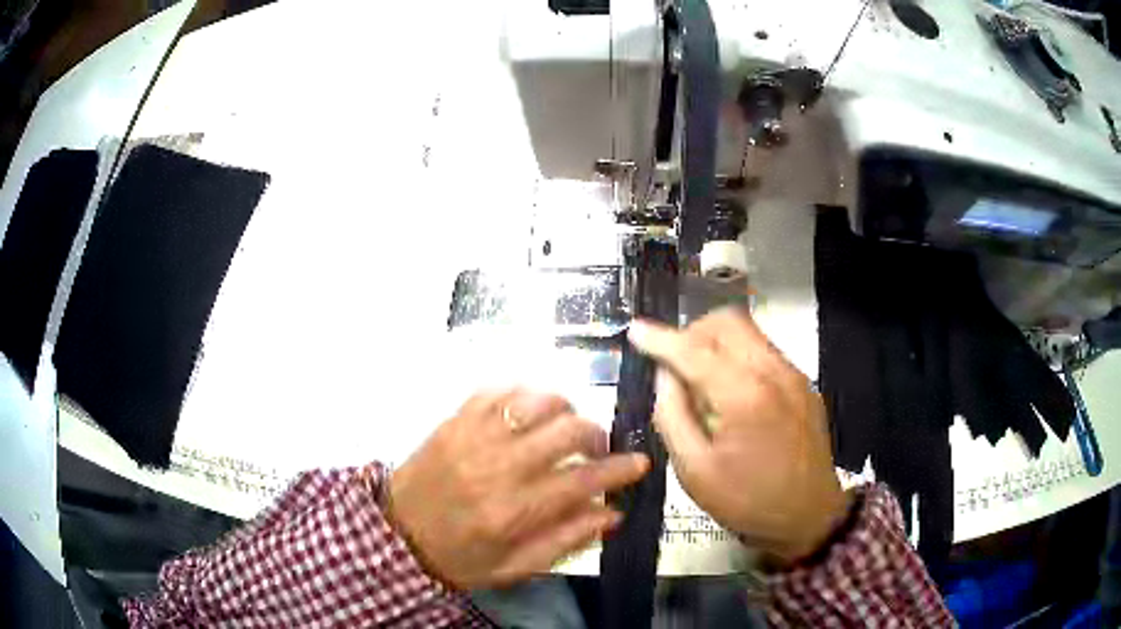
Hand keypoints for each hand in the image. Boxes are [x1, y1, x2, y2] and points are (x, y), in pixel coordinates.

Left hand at [387, 389, 649, 588]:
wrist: (397, 534)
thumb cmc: (460, 557)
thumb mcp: (516, 567)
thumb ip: (566, 540)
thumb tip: (611, 513)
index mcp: (514, 512)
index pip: (582, 481)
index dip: (619, 469)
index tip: (640, 462)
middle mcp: (497, 468)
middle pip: (566, 431)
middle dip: (596, 435)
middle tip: (598, 448)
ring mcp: (473, 437)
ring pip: (536, 401)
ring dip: (563, 410)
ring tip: (564, 427)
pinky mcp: (455, 420)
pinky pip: (499, 390)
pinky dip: (524, 396)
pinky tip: (529, 413)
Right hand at [629, 308, 849, 564]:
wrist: (809, 516)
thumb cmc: (748, 501)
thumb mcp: (694, 470)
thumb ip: (672, 415)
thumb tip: (664, 376)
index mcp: (745, 396)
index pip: (694, 350)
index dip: (660, 338)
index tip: (635, 330)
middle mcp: (774, 371)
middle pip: (728, 321)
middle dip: (693, 332)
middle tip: (674, 364)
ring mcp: (794, 374)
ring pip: (749, 332)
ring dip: (716, 343)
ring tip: (701, 383)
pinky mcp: (803, 383)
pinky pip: (764, 351)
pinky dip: (738, 358)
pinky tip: (731, 395)